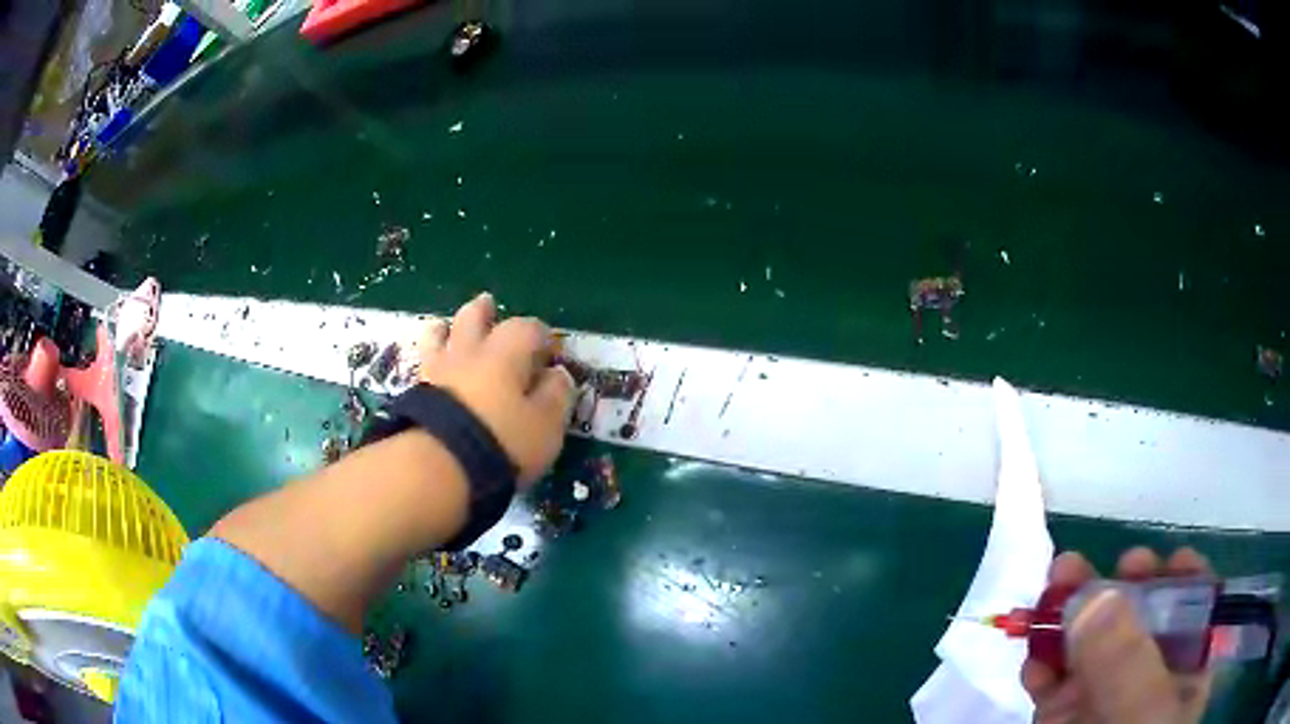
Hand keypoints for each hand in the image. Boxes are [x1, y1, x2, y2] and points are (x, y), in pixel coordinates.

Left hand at [417, 293, 574, 485]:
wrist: (437, 466)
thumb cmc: (501, 443)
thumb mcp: (546, 426)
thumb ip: (556, 397)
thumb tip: (558, 375)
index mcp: (505, 354)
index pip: (526, 328)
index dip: (541, 335)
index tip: (550, 349)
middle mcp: (468, 352)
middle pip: (474, 317)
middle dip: (485, 312)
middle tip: (489, 306)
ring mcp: (435, 371)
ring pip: (438, 336)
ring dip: (446, 329)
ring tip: (447, 329)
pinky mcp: (413, 394)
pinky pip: (422, 365)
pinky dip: (430, 361)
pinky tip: (432, 370)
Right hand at [1022, 547, 1213, 723]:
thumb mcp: (1143, 719)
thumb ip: (1128, 664)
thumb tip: (1095, 596)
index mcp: (1184, 671)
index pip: (1191, 608)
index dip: (1174, 578)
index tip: (1149, 561)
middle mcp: (1146, 679)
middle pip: (1136, 621)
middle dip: (1112, 590)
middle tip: (1084, 565)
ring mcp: (1102, 701)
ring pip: (1090, 646)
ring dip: (1069, 615)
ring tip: (1053, 583)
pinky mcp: (1062, 720)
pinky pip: (1053, 682)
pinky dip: (1042, 660)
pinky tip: (1033, 647)